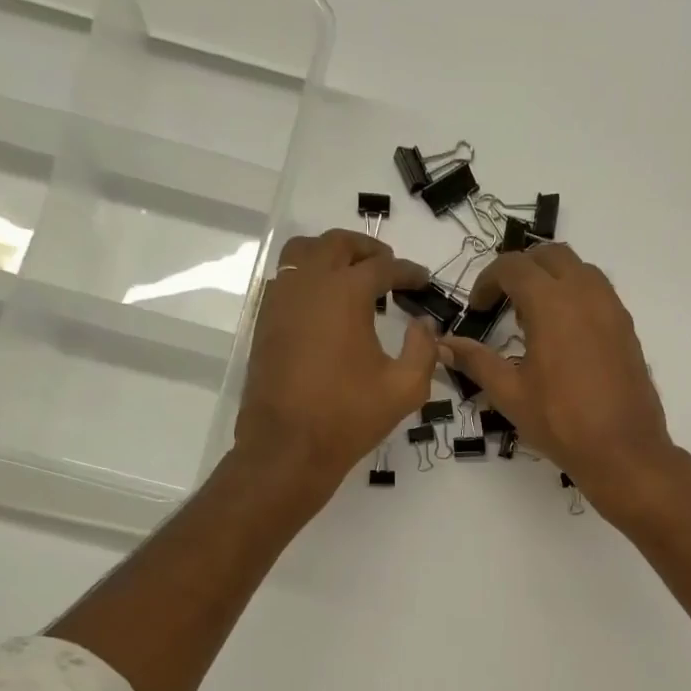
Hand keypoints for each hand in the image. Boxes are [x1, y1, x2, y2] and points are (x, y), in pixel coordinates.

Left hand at [233, 229, 435, 492]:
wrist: (288, 446)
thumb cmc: (349, 417)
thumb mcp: (405, 388)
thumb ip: (423, 350)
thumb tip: (426, 327)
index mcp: (345, 293)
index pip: (383, 267)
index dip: (408, 272)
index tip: (423, 281)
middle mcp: (309, 284)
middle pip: (337, 244)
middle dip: (367, 249)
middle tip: (388, 265)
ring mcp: (280, 300)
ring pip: (303, 253)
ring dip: (331, 254)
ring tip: (351, 274)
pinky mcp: (264, 322)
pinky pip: (285, 280)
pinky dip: (307, 277)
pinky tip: (323, 303)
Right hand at [440, 244, 682, 510]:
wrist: (622, 449)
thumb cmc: (560, 422)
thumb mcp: (509, 393)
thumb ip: (476, 361)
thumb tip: (444, 345)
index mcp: (551, 303)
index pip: (513, 266)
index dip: (487, 281)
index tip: (476, 309)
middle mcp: (584, 292)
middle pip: (549, 255)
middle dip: (520, 270)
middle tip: (502, 304)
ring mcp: (611, 307)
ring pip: (578, 269)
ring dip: (551, 278)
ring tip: (533, 317)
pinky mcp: (626, 327)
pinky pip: (598, 292)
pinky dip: (575, 296)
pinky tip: (563, 336)